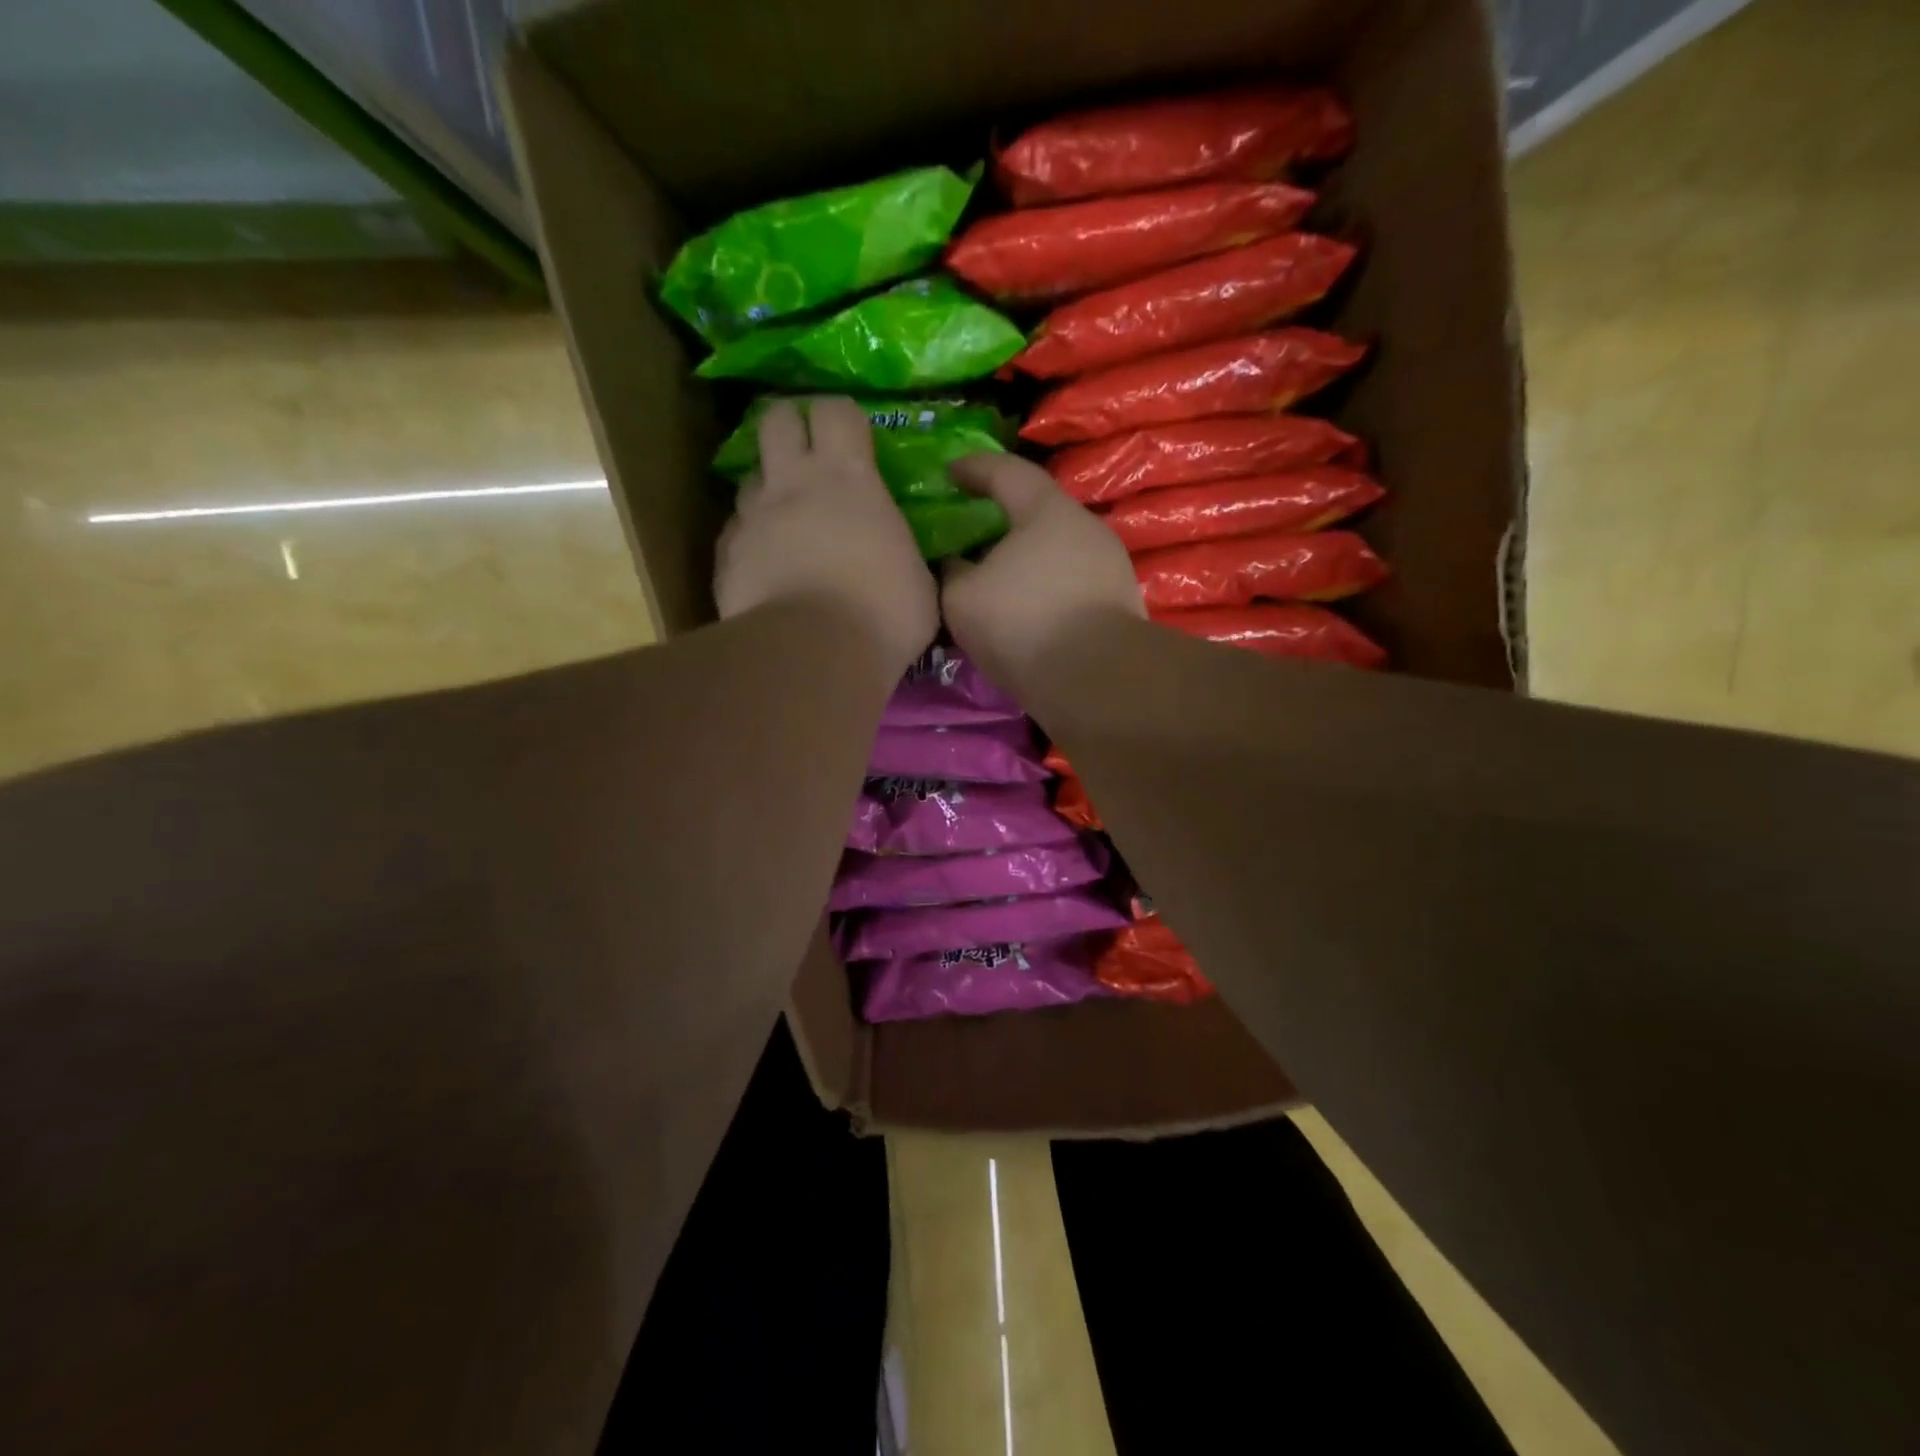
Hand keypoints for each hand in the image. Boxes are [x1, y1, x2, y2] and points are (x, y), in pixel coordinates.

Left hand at [715, 398, 938, 678]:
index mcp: (849, 478)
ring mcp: (753, 517)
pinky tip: (765, 566)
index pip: (836, 411)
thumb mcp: (919, 582)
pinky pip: (736, 532)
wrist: (814, 655)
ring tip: (785, 521)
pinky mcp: (726, 555)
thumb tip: (904, 560)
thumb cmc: (883, 614)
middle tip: (807, 455)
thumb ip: (901, 554)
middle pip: (776, 419)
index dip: (842, 418)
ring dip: (768, 490)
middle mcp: (794, 483)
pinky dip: (749, 540)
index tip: (853, 439)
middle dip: (790, 427)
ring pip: (750, 477)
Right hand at [940, 453, 1144, 688]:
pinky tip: (1026, 614)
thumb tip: (956, 564)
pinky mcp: (1119, 605)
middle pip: (1036, 513)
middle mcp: (1086, 528)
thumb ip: (952, 572)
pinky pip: (1070, 585)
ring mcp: (1109, 567)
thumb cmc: (1023, 623)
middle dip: (1002, 522)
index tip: (949, 472)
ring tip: (995, 583)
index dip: (973, 468)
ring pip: (1055, 554)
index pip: (1006, 471)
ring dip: (1024, 563)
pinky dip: (1044, 591)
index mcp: (1046, 510)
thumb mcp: (962, 598)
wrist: (1096, 680)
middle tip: (971, 536)